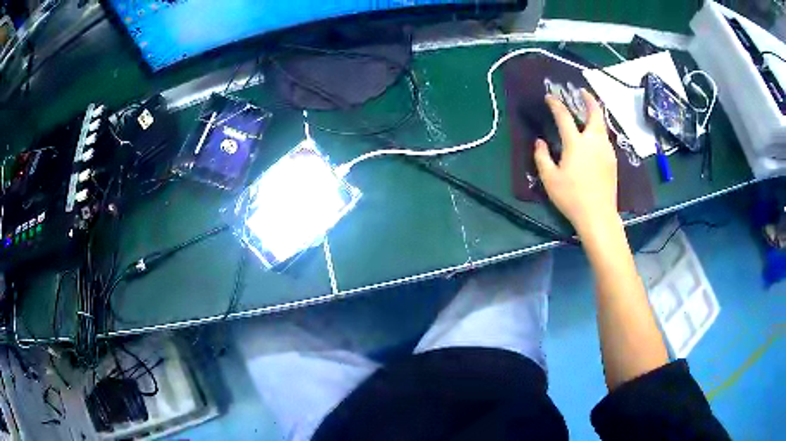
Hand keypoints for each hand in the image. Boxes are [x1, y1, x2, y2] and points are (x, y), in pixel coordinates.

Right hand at [533, 89, 618, 235]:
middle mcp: (594, 141)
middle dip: (588, 99)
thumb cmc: (572, 197)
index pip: (564, 116)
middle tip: (582, 91)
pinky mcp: (613, 161)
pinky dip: (599, 130)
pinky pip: (605, 138)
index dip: (556, 104)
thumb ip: (542, 157)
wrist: (599, 216)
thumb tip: (539, 142)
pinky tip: (594, 137)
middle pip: (594, 112)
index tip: (549, 97)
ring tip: (588, 112)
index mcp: (576, 143)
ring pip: (602, 125)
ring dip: (595, 114)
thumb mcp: (550, 179)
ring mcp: (606, 150)